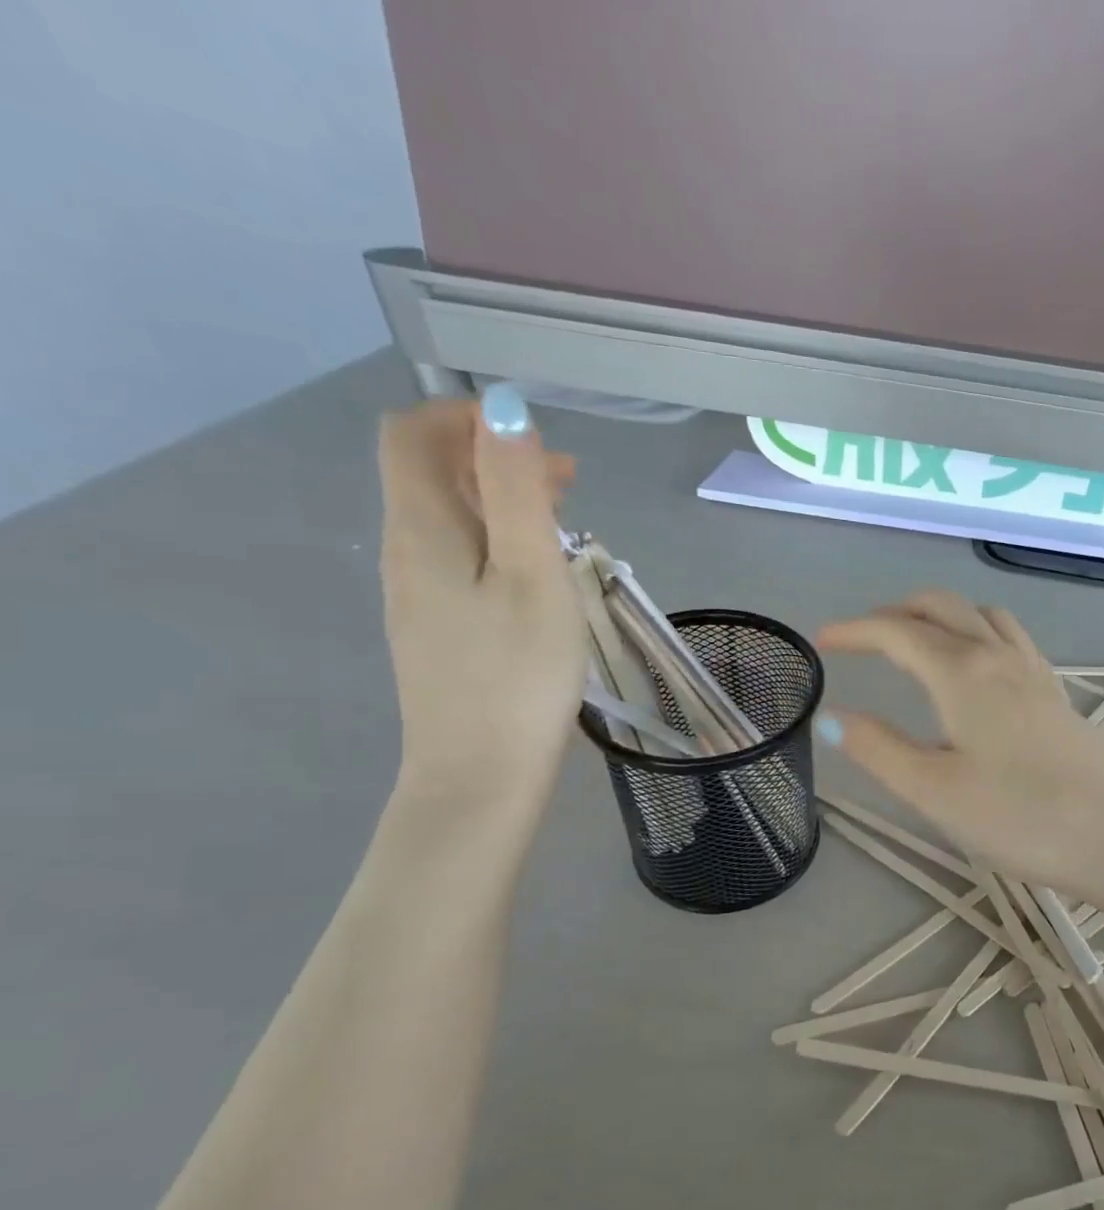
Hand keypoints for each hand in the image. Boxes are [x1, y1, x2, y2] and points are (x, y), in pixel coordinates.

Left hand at [377, 396, 585, 804]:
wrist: (481, 773)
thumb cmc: (518, 674)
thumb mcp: (532, 575)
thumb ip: (515, 491)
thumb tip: (503, 409)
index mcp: (422, 529)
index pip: (412, 435)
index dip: (465, 417)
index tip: (536, 443)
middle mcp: (404, 552)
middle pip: (428, 473)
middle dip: (492, 457)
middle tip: (568, 482)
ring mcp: (416, 595)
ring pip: (446, 518)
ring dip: (498, 500)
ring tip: (563, 523)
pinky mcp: (436, 630)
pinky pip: (456, 559)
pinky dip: (495, 542)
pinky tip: (537, 575)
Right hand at [815, 593, 1103, 901]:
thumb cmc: (1020, 818)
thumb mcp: (934, 791)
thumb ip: (879, 749)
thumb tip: (830, 716)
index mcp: (962, 672)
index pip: (897, 632)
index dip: (855, 630)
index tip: (822, 642)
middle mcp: (999, 656)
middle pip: (942, 606)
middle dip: (895, 613)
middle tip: (863, 639)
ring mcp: (1035, 672)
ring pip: (980, 616)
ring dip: (940, 616)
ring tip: (916, 643)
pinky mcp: (1057, 695)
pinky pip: (1010, 638)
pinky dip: (977, 632)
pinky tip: (976, 668)